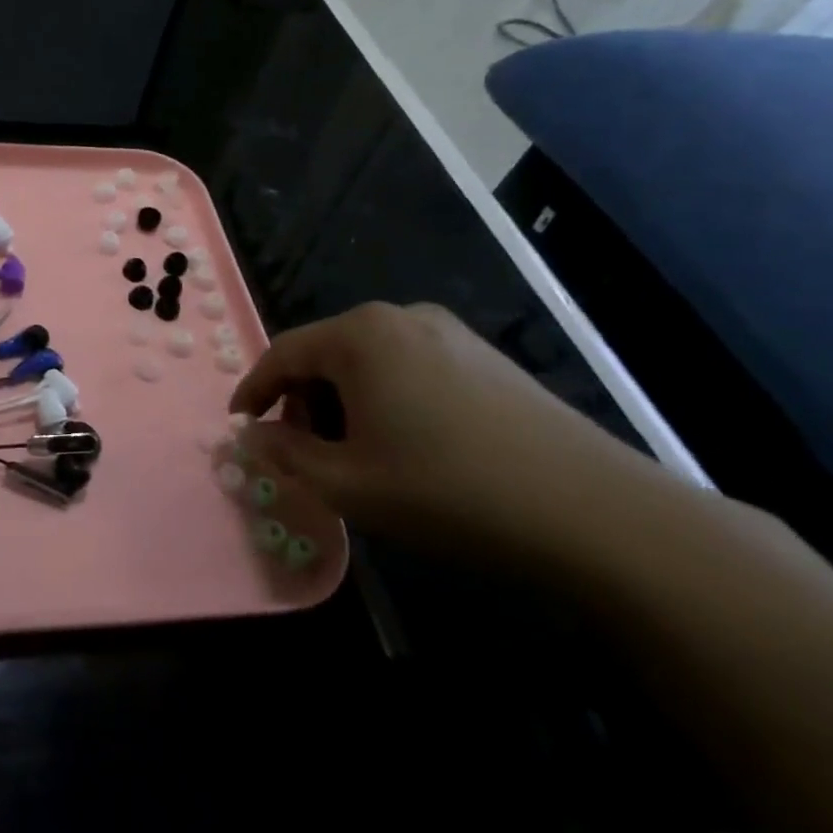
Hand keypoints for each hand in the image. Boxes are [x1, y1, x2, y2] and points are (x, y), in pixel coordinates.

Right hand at [228, 302, 665, 566]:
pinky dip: (384, 399)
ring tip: (351, 453)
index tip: (239, 424)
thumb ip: (285, 454)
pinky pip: (408, 368)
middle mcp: (401, 318)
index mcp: (360, 336)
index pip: (282, 354)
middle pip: (325, 353)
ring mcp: (450, 333)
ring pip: (367, 362)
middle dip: (301, 399)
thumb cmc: (447, 492)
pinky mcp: (486, 358)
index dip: (253, 390)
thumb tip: (252, 435)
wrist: (594, 514)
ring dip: (342, 402)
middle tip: (299, 449)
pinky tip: (403, 445)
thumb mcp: (346, 483)